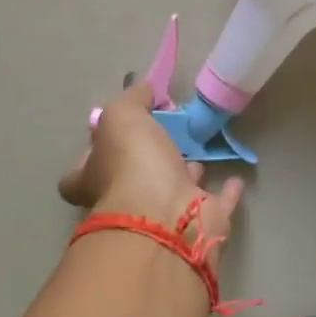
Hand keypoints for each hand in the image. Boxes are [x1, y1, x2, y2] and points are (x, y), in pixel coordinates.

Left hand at [58, 80, 245, 258]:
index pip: (79, 173)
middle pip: (132, 179)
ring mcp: (164, 217)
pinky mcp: (200, 225)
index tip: (112, 133)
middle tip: (167, 131)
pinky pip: (216, 205)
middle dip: (148, 159)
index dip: (91, 154)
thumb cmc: (132, 164)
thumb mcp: (121, 116)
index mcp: (96, 180)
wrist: (167, 218)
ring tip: (200, 146)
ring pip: (174, 191)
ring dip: (186, 171)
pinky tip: (236, 178)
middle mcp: (127, 202)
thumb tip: (145, 91)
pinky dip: (226, 193)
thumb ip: (132, 100)